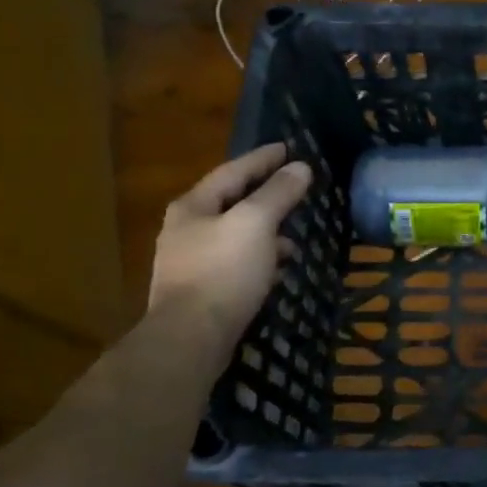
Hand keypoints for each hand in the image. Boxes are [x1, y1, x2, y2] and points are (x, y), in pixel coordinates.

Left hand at [148, 144, 312, 337]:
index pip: (233, 171)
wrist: (191, 338)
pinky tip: (279, 267)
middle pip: (231, 202)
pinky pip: (237, 263)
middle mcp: (186, 230)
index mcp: (193, 206)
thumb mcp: (255, 223)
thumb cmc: (223, 271)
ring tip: (294, 231)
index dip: (262, 158)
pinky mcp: (203, 291)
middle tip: (293, 185)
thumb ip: (278, 193)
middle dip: (264, 194)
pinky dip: (260, 258)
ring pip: (235, 235)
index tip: (288, 147)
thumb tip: (300, 167)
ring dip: (265, 229)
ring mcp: (191, 263)